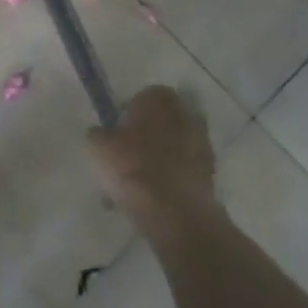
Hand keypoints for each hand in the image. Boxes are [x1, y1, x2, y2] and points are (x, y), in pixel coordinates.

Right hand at [85, 85, 218, 233]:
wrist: (174, 211)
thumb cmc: (131, 168)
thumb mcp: (97, 147)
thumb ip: (98, 134)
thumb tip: (102, 133)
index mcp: (158, 99)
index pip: (142, 96)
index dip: (128, 114)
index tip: (116, 134)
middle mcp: (185, 113)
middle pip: (161, 122)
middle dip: (146, 137)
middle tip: (127, 158)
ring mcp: (202, 143)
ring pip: (172, 147)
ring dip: (158, 160)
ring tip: (137, 185)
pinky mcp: (210, 172)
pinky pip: (183, 171)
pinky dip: (170, 180)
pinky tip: (153, 199)